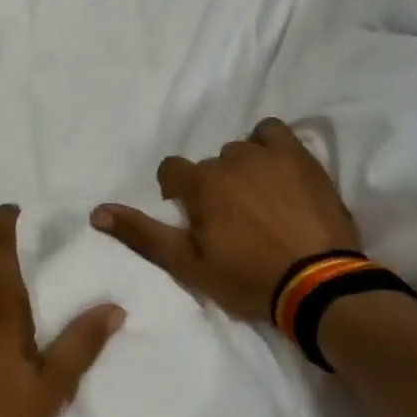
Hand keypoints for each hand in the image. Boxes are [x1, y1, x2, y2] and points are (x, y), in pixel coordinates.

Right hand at [91, 118, 360, 320]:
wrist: (318, 283)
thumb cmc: (247, 277)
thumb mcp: (188, 264)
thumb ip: (143, 234)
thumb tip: (97, 211)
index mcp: (201, 184)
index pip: (171, 171)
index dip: (176, 193)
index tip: (192, 217)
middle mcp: (230, 159)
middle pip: (209, 164)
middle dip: (213, 186)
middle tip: (231, 219)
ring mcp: (268, 154)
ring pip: (240, 149)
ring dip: (241, 168)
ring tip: (259, 199)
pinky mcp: (301, 157)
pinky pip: (274, 133)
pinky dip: (269, 146)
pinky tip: (277, 171)